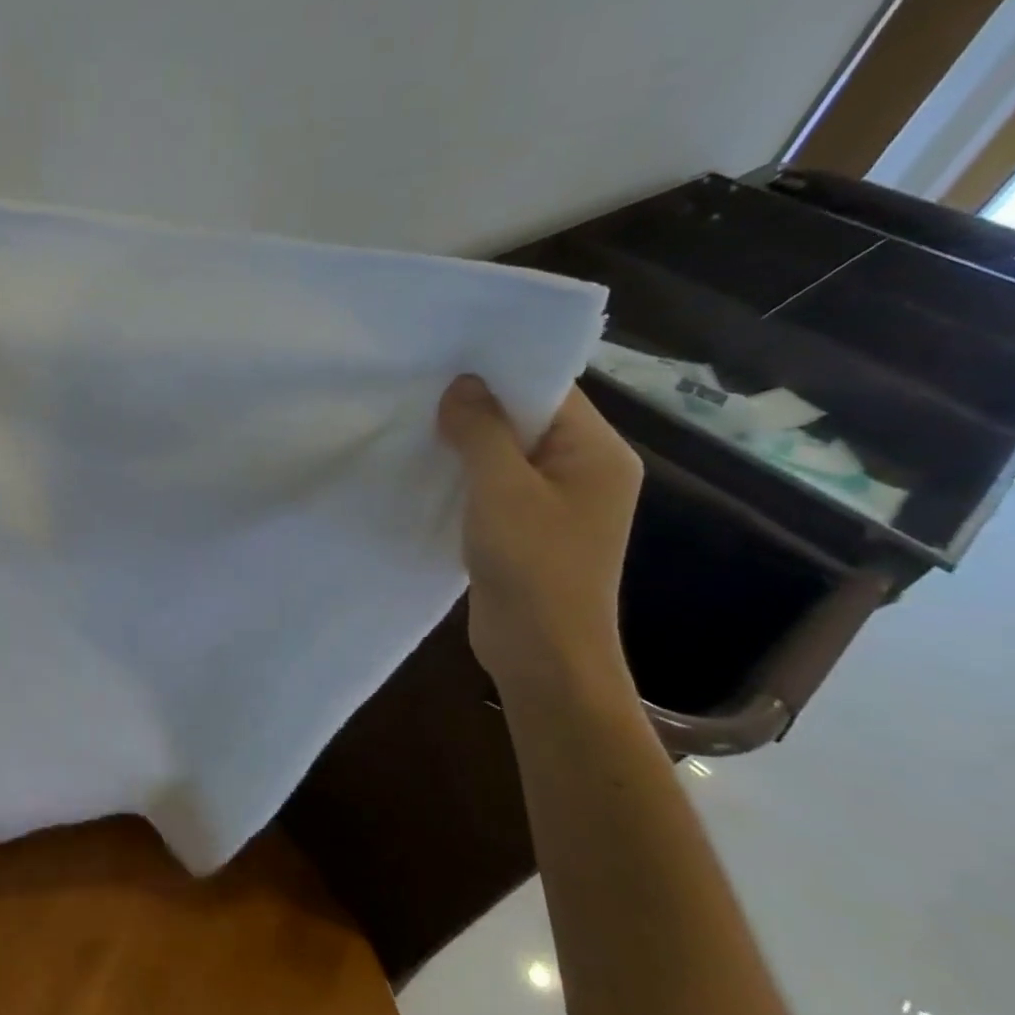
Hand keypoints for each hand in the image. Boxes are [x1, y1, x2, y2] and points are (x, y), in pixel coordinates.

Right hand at [437, 376, 642, 697]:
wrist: (542, 653)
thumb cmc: (532, 564)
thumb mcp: (502, 489)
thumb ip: (482, 431)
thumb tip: (462, 384)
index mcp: (598, 453)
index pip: (551, 392)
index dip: (500, 374)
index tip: (446, 361)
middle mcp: (585, 471)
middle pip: (529, 421)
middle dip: (478, 408)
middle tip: (421, 390)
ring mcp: (558, 503)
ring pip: (508, 455)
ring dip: (467, 444)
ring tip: (417, 424)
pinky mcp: (529, 529)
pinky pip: (497, 486)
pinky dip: (466, 476)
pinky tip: (428, 469)